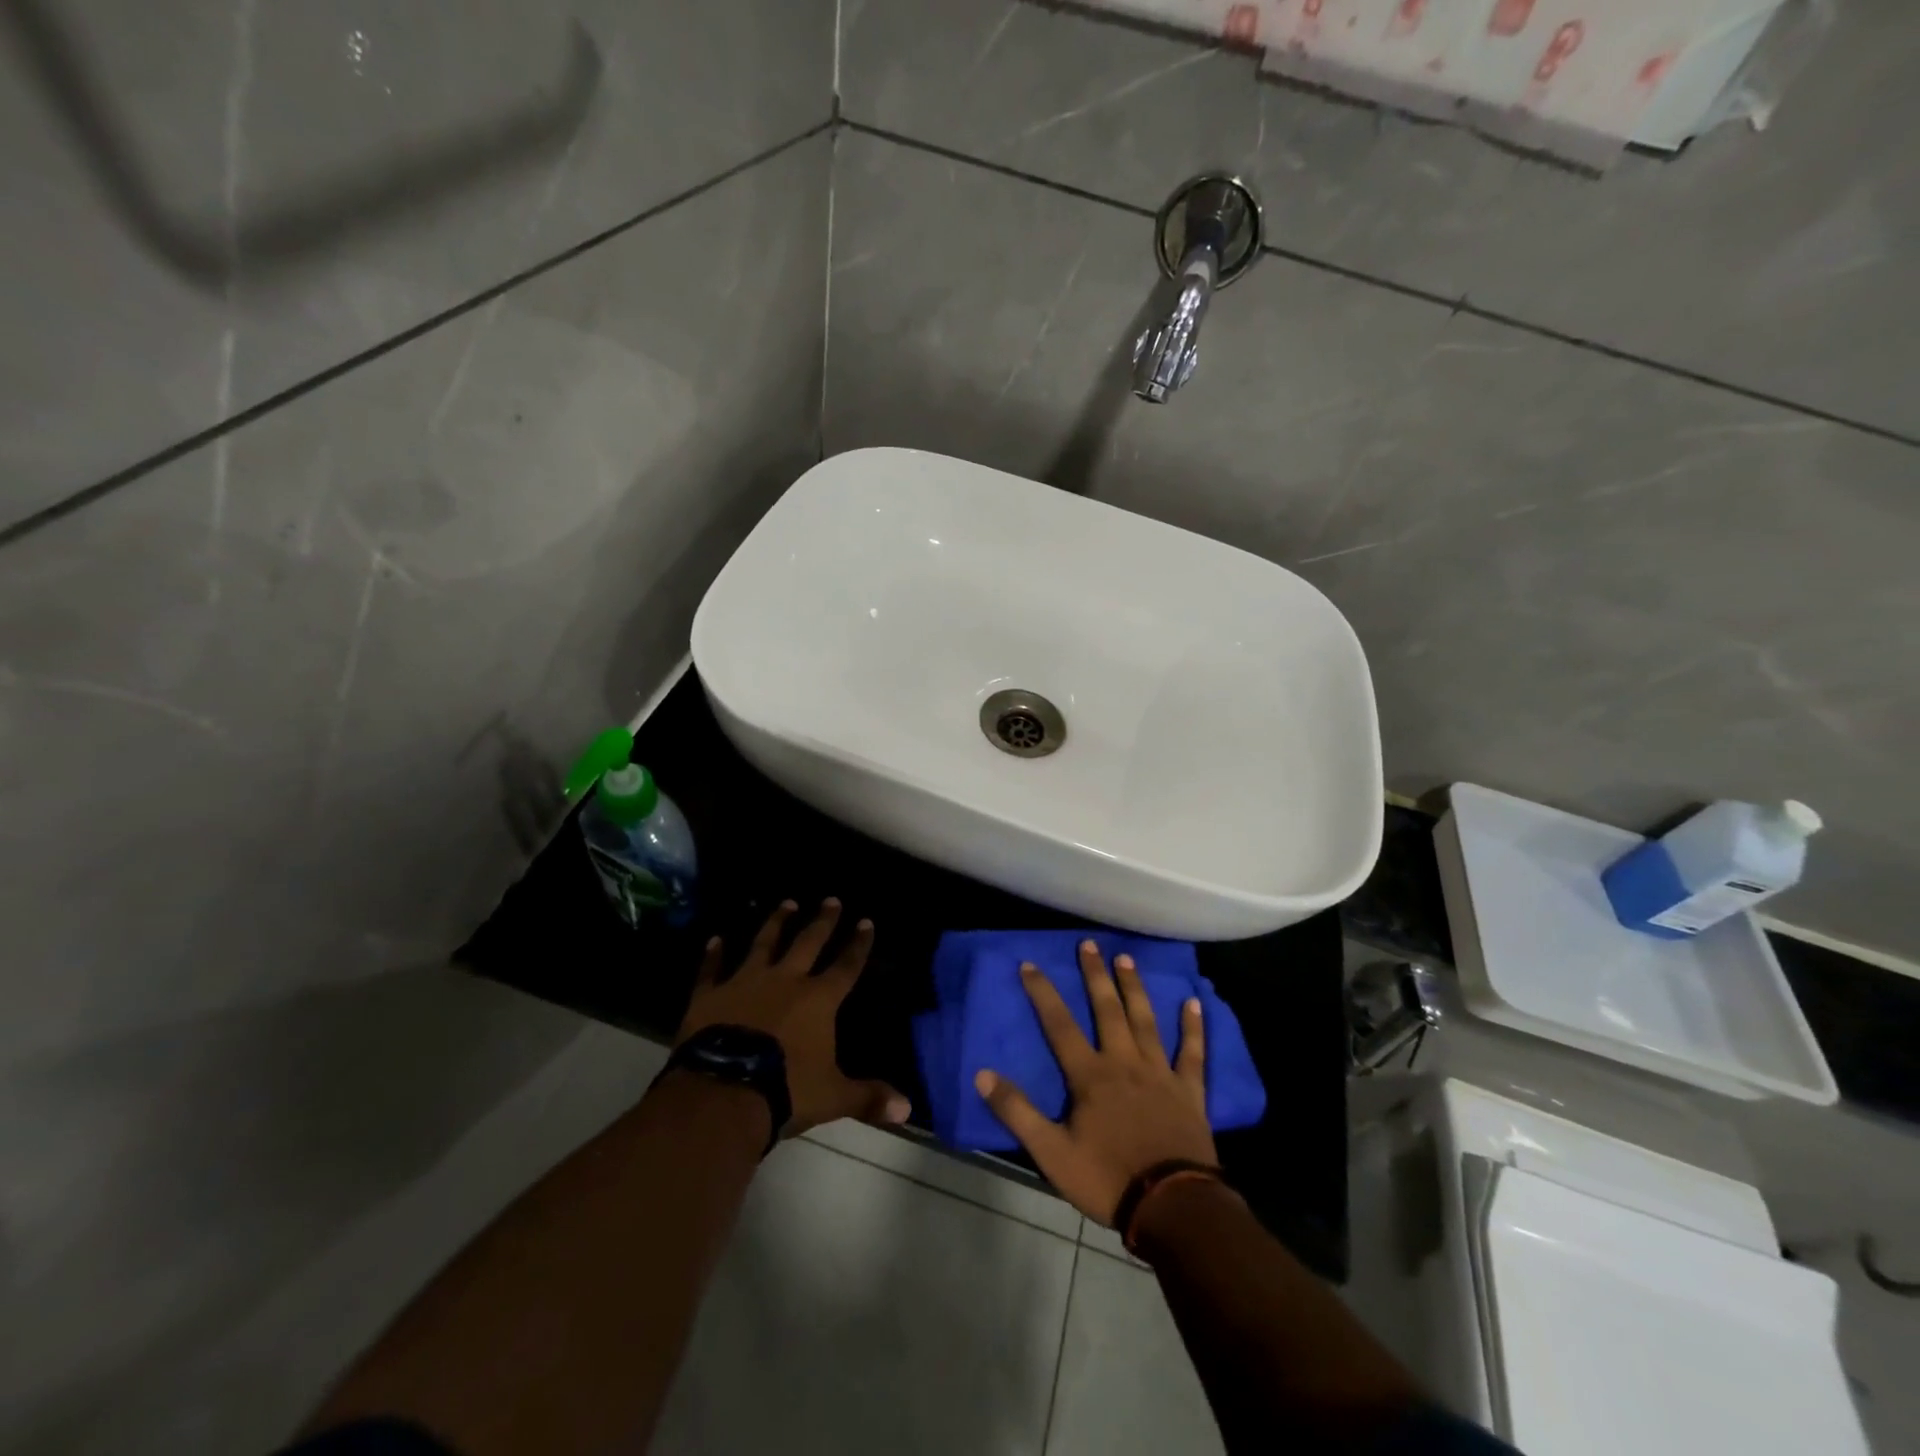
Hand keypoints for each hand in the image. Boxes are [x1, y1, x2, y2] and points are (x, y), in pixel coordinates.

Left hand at [677, 899, 909, 1137]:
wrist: (724, 1092)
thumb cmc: (786, 1091)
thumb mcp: (833, 1097)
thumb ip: (868, 1097)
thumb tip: (907, 1109)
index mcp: (818, 1000)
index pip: (845, 966)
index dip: (858, 945)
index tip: (866, 921)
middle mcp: (785, 981)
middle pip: (808, 943)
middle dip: (822, 921)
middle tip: (831, 899)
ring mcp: (745, 983)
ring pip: (764, 944)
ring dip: (776, 923)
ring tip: (786, 902)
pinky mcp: (710, 995)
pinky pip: (712, 969)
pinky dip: (713, 954)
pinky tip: (715, 939)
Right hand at [975, 940, 1215, 1224]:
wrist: (1173, 1205)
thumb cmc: (1108, 1178)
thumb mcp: (1052, 1153)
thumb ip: (1018, 1112)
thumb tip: (983, 1075)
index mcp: (1091, 1076)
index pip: (1060, 1025)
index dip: (1043, 993)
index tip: (1030, 964)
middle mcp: (1124, 1062)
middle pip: (1107, 1010)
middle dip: (1095, 975)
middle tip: (1089, 944)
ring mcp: (1159, 1073)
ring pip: (1145, 1020)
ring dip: (1135, 988)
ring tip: (1126, 959)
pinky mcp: (1189, 1090)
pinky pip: (1192, 1053)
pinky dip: (1193, 1028)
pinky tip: (1194, 1003)